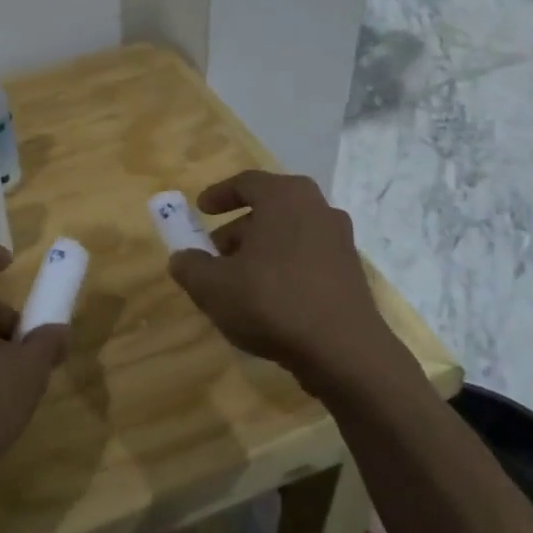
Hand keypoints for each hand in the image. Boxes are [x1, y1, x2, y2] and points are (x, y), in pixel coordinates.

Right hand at [167, 171, 401, 390]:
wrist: (343, 350)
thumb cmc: (271, 301)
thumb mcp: (212, 286)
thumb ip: (190, 266)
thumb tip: (182, 258)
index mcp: (285, 197)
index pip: (246, 182)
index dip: (219, 194)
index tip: (200, 209)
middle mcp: (318, 208)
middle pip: (269, 209)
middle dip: (238, 229)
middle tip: (214, 252)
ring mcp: (340, 240)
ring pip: (289, 235)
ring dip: (260, 251)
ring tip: (236, 282)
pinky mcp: (350, 272)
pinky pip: (307, 259)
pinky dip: (283, 269)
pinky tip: (267, 301)